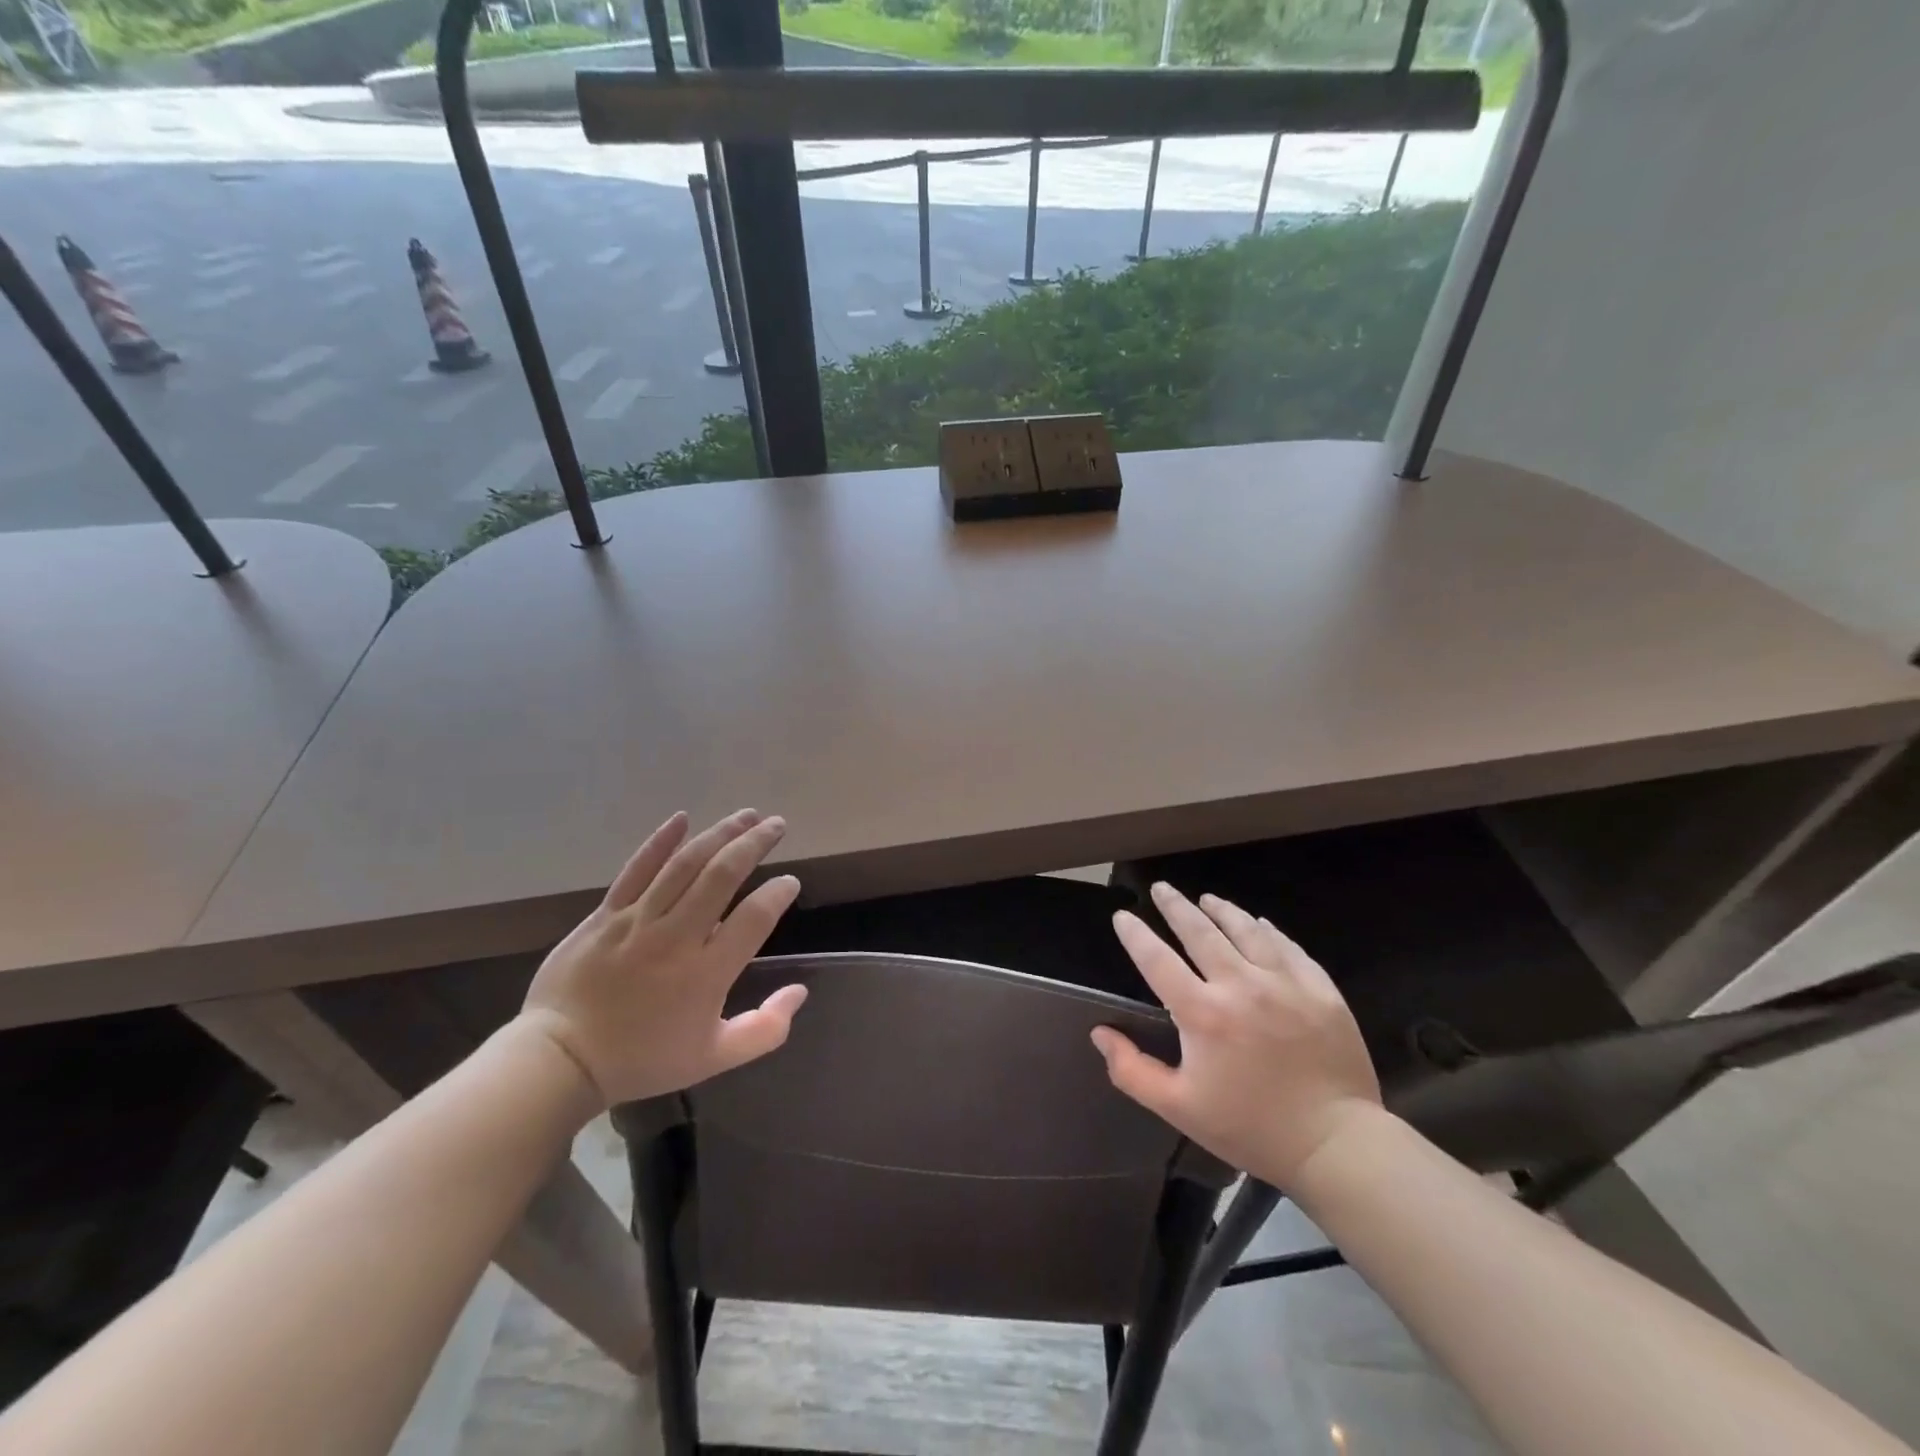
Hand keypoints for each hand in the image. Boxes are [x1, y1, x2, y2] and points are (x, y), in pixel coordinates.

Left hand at [518, 809, 806, 1108]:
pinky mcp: (606, 914)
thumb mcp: (713, 1058)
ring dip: (720, 834)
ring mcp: (638, 920)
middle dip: (754, 844)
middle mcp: (677, 936)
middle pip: (722, 875)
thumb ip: (764, 1029)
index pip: (754, 918)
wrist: (560, 1060)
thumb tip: (800, 993)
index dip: (778, 893)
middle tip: (777, 825)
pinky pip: (637, 869)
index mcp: (707, 973)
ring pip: (685, 864)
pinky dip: (661, 841)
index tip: (790, 882)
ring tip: (747, 815)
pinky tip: (683, 818)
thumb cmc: (642, 1059)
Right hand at [1091, 883, 1381, 1189]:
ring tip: (1207, 899)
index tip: (1122, 916)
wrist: (1336, 1145)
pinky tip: (1259, 924)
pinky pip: (1288, 947)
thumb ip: (1133, 1071)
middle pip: (1200, 932)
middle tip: (1161, 888)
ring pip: (1246, 930)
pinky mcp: (1320, 990)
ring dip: (1222, 910)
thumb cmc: (1250, 1128)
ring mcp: (1285, 983)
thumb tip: (1100, 1033)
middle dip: (1176, 906)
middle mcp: (1241, 986)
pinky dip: (1268, 931)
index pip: (1157, 960)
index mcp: (1203, 1014)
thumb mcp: (1180, 1108)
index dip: (1136, 935)